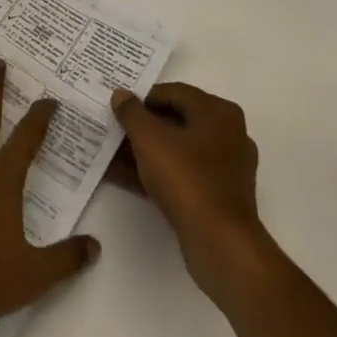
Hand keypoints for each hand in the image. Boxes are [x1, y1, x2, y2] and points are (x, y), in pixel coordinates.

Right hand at [109, 83, 272, 304]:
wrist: (220, 243)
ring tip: (110, 154)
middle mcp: (227, 134)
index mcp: (218, 113)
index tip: (117, 108)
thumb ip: (132, 113)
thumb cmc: (187, 179)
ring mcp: (224, 167)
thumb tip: (121, 95)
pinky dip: (155, 172)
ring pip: (176, 150)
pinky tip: (123, 176)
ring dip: (143, 151)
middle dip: (140, 127)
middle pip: (175, 121)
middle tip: (112, 129)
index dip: (142, 98)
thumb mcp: (150, 139)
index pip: (174, 93)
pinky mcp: (217, 195)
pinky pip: (181, 173)